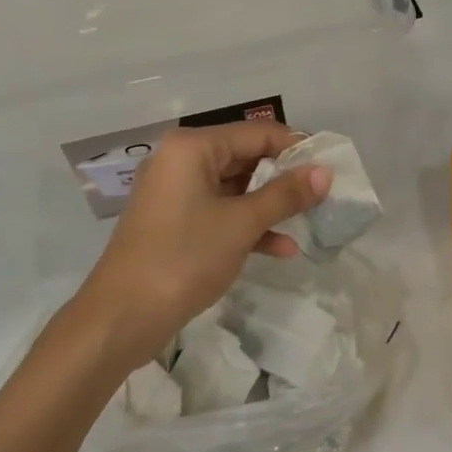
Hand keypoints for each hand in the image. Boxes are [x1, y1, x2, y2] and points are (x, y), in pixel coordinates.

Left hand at [77, 122, 329, 367]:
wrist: (121, 318)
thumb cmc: (184, 258)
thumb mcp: (241, 224)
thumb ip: (285, 194)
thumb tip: (325, 173)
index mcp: (193, 147)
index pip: (257, 134)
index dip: (296, 148)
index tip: (330, 166)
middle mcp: (182, 160)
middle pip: (246, 157)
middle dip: (284, 178)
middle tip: (324, 194)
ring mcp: (176, 192)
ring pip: (235, 187)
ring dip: (269, 204)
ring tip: (310, 219)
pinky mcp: (175, 221)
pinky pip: (220, 211)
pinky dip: (247, 224)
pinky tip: (281, 248)